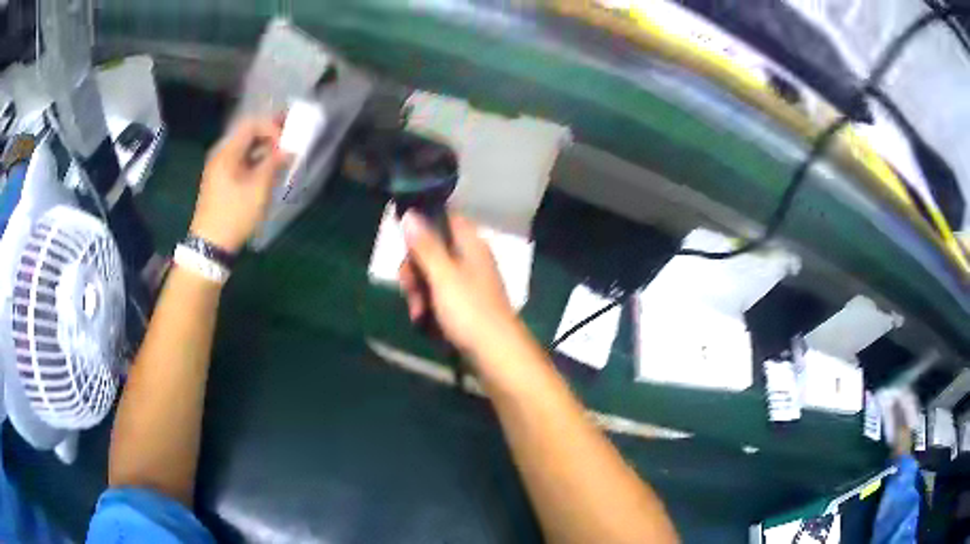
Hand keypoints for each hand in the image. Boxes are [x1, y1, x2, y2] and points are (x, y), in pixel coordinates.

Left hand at [189, 118, 290, 252]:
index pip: (251, 125)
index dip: (271, 127)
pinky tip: (268, 170)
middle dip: (269, 135)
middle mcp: (221, 155)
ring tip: (283, 155)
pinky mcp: (220, 183)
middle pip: (247, 135)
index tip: (286, 141)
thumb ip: (274, 163)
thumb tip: (288, 149)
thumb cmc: (234, 214)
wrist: (210, 245)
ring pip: (244, 150)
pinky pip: (240, 163)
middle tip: (290, 140)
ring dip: (264, 149)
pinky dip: (255, 162)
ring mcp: (219, 169)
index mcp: (227, 152)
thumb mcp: (258, 188)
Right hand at [399, 211, 520, 355]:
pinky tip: (423, 321)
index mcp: (471, 244)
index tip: (405, 245)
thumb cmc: (469, 311)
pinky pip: (439, 296)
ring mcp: (468, 283)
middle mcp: (470, 258)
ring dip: (418, 292)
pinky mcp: (465, 305)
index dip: (422, 226)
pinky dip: (429, 305)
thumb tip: (410, 213)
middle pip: (432, 249)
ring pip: (432, 275)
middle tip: (408, 287)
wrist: (496, 354)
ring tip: (417, 313)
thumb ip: (425, 245)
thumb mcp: (442, 275)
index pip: (444, 218)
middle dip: (414, 269)